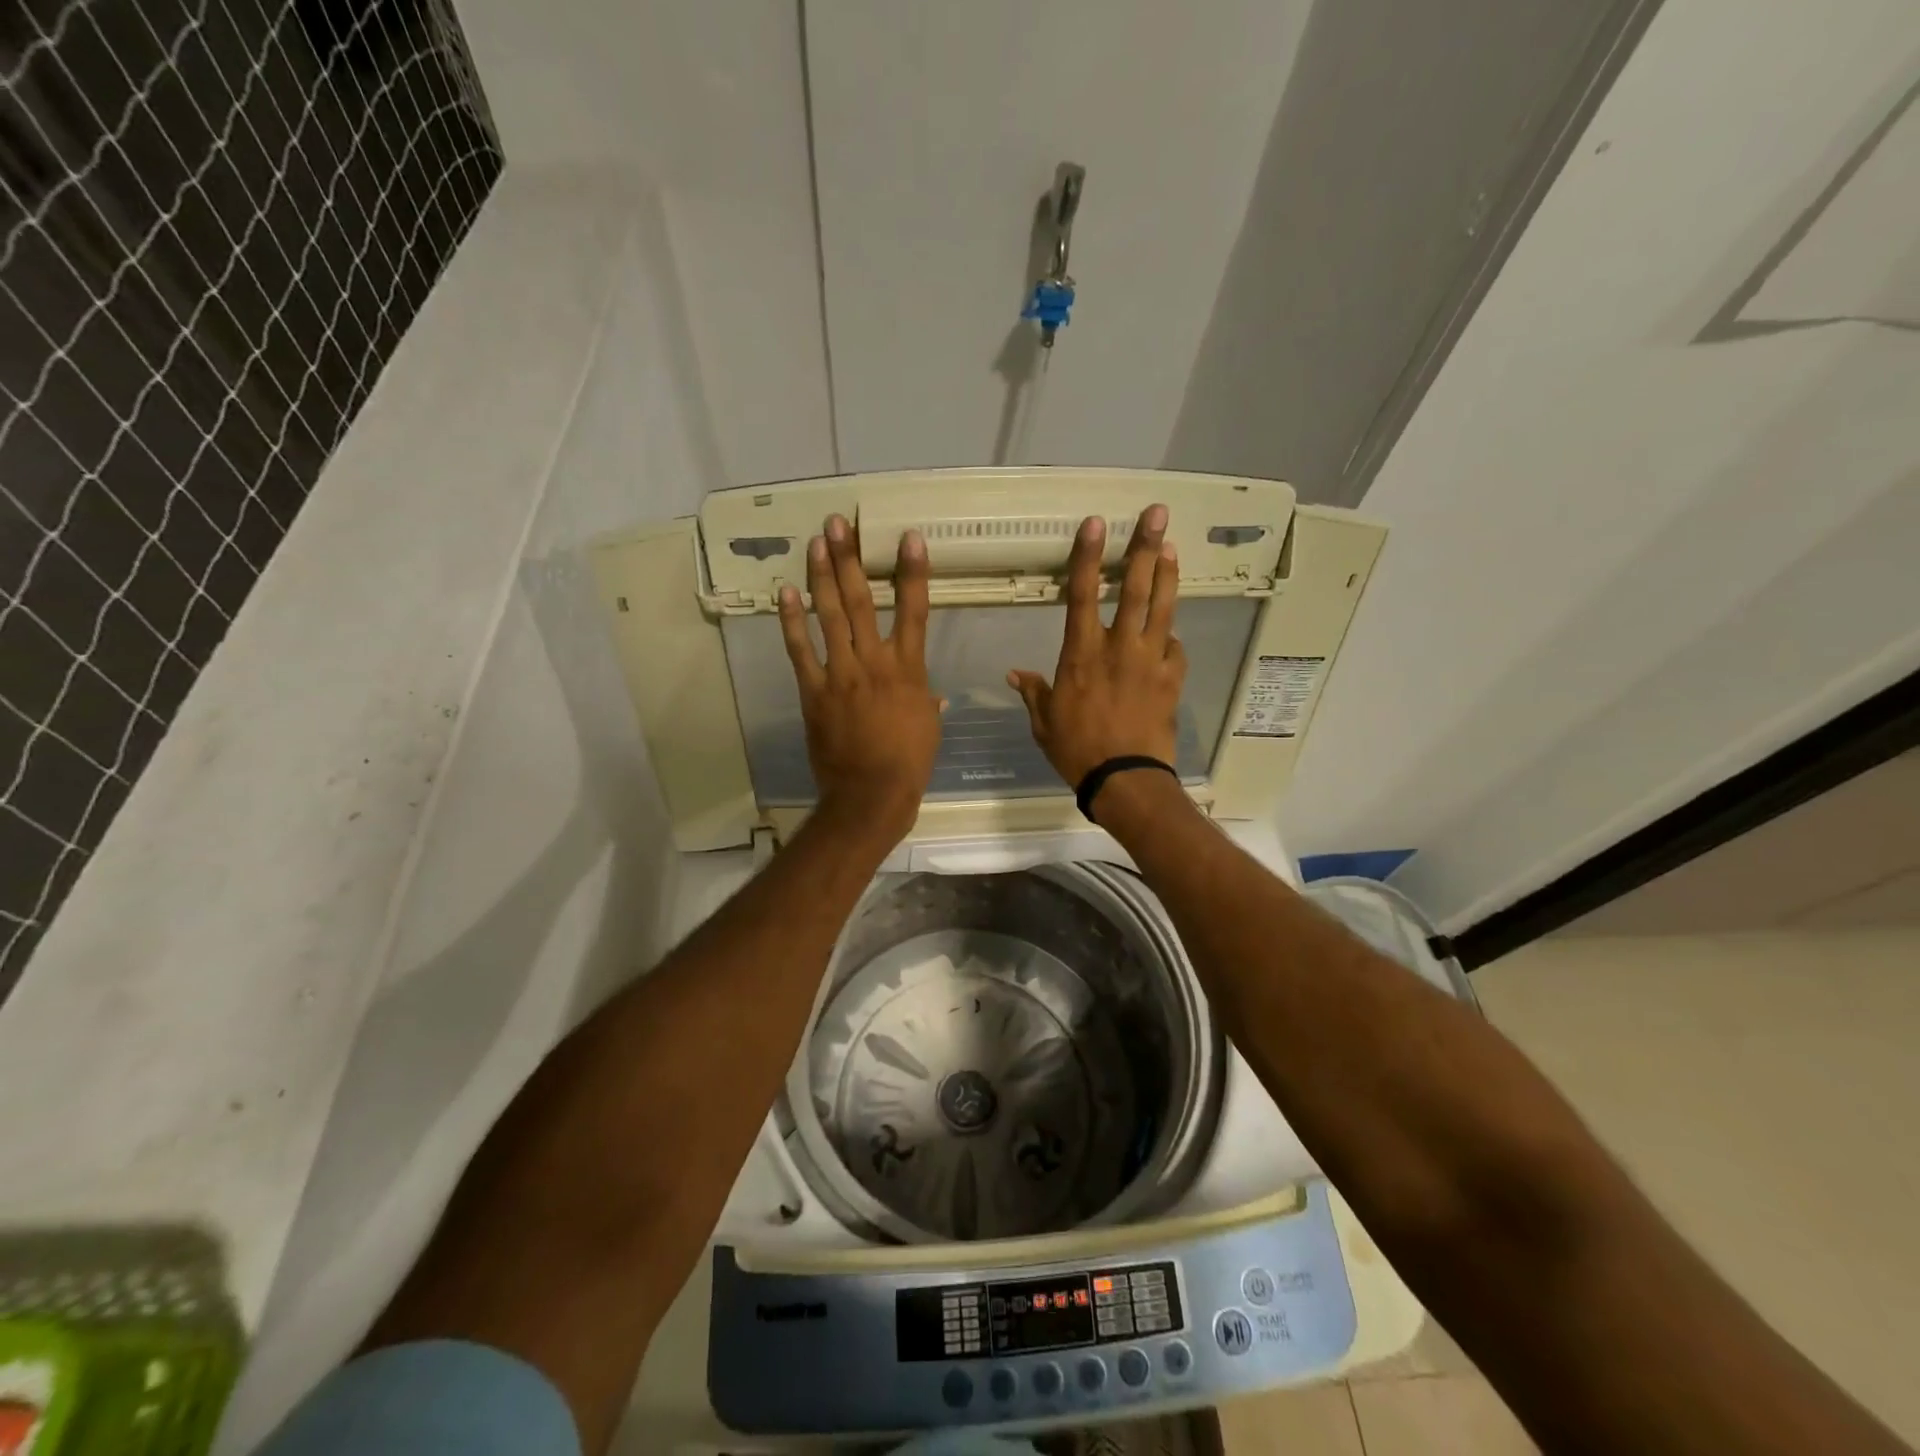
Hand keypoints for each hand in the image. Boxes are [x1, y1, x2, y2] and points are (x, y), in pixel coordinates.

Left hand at [779, 514, 941, 842]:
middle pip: (860, 601)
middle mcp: (874, 661)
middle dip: (850, 559)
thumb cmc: (909, 762)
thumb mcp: (928, 726)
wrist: (872, 794)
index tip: (909, 537)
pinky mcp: (814, 691)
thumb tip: (931, 695)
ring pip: (829, 616)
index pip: (914, 610)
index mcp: (909, 669)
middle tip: (840, 523)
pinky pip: (801, 650)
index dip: (912, 572)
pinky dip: (792, 621)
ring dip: (821, 576)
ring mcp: (841, 674)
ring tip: (816, 542)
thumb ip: (926, 701)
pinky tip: (785, 592)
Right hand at [1009, 505, 1184, 790]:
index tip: (1097, 524)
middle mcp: (1118, 648)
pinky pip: (1175, 648)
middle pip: (1134, 589)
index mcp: (1081, 654)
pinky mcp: (1171, 679)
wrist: (1124, 778)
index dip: (1088, 556)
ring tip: (1172, 547)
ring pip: (1162, 609)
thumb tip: (1015, 674)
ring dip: (1167, 575)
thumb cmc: (1077, 749)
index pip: (1083, 594)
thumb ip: (1033, 691)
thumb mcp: (1044, 721)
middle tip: (1158, 515)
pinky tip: (1173, 629)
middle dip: (1144, 548)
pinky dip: (1172, 635)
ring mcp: (1150, 661)